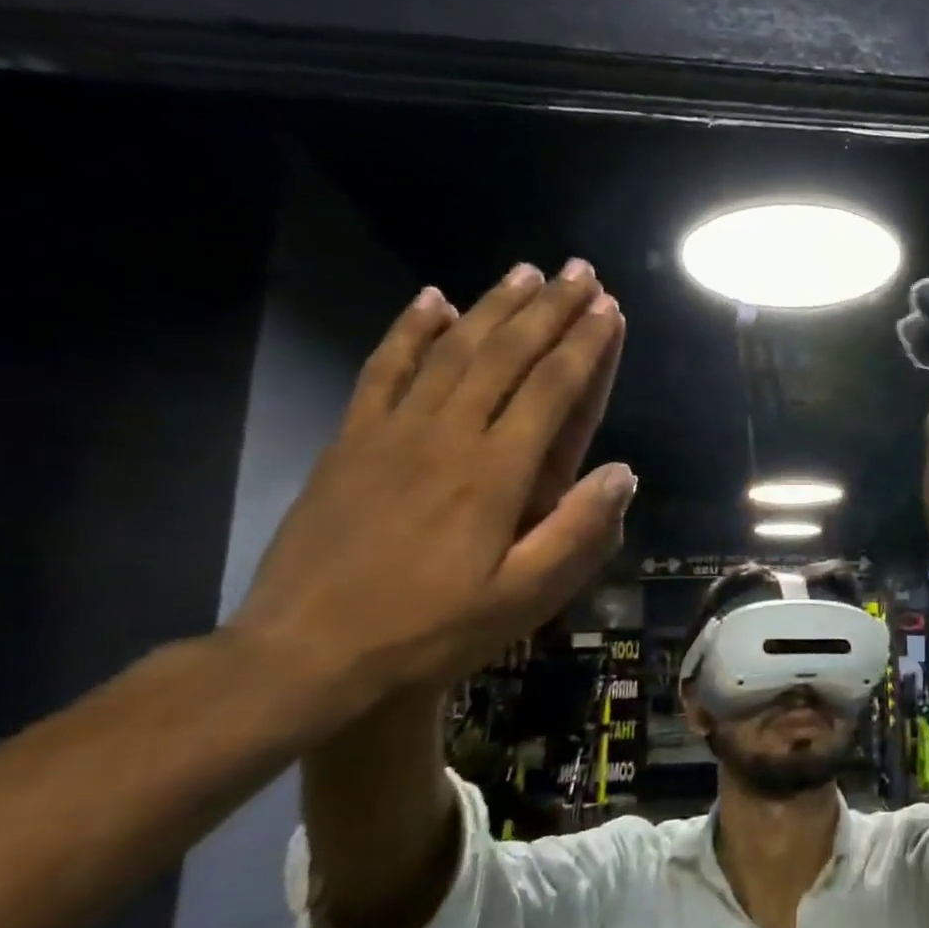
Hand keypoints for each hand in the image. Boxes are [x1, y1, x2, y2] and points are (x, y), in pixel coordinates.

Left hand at [231, 260, 633, 705]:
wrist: (305, 656)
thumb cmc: (431, 631)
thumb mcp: (524, 598)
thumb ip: (579, 532)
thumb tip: (623, 472)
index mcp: (496, 474)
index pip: (551, 390)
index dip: (585, 346)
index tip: (609, 308)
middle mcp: (448, 436)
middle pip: (506, 355)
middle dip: (549, 310)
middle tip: (579, 271)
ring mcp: (393, 433)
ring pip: (452, 351)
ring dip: (493, 306)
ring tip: (526, 272)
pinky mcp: (350, 441)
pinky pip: (383, 370)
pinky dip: (410, 332)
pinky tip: (431, 300)